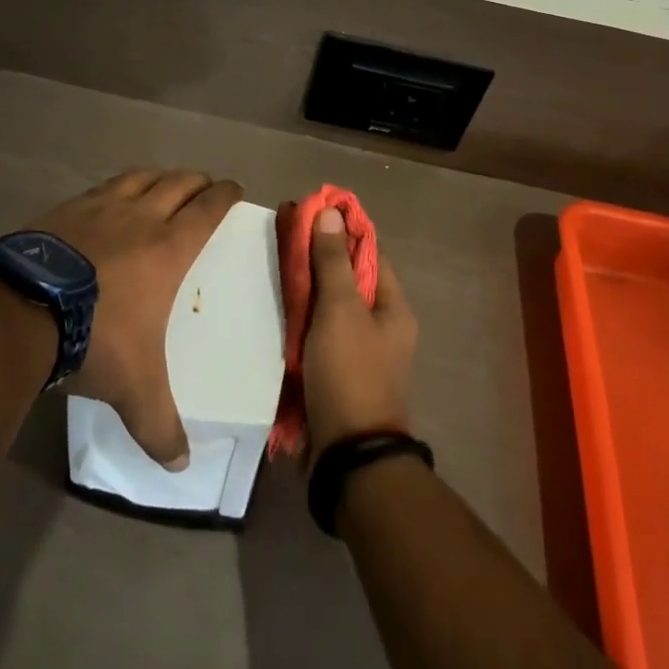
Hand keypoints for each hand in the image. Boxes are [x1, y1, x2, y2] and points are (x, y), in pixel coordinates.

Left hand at [29, 169, 242, 469]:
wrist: (22, 310)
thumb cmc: (95, 338)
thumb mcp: (134, 389)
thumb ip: (159, 426)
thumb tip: (181, 466)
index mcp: (168, 248)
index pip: (207, 210)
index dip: (224, 195)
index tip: (234, 188)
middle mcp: (139, 218)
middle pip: (177, 184)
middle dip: (196, 181)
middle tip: (204, 185)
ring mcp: (99, 208)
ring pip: (139, 178)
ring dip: (158, 176)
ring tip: (163, 181)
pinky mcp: (64, 209)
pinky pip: (100, 187)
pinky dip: (116, 187)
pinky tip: (108, 198)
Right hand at [302, 206, 417, 463]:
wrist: (348, 456)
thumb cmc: (350, 373)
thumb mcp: (341, 310)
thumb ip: (333, 262)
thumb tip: (331, 213)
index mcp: (393, 308)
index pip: (369, 253)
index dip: (340, 230)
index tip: (308, 212)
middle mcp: (382, 327)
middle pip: (348, 279)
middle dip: (318, 258)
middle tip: (283, 240)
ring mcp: (360, 352)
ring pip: (331, 307)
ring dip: (307, 289)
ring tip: (274, 269)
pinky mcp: (338, 373)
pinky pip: (319, 334)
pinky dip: (302, 320)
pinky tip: (278, 311)